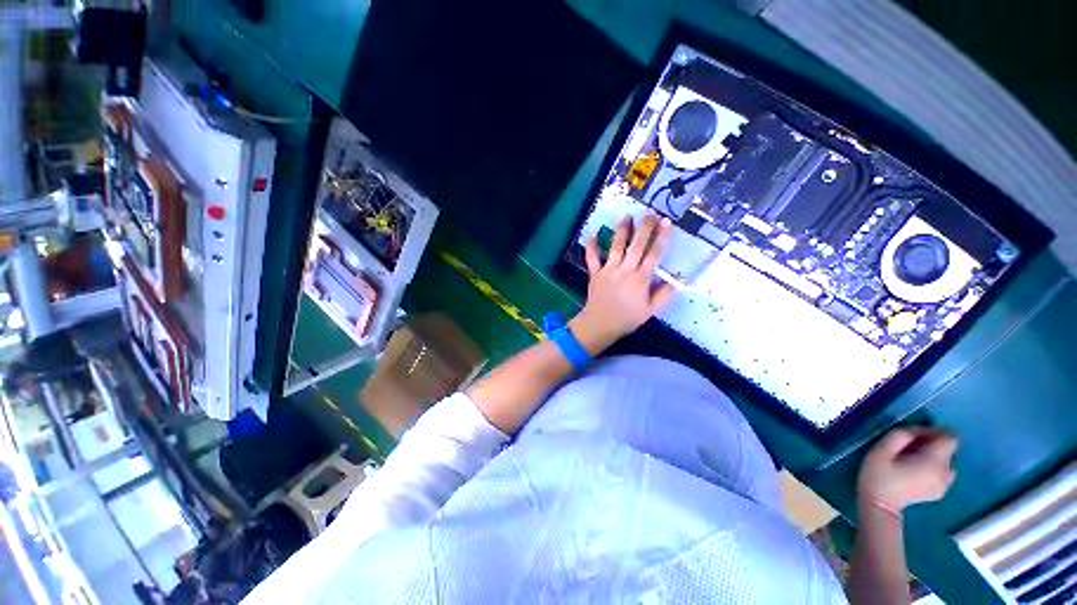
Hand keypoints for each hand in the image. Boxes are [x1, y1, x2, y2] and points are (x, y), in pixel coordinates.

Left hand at [569, 212, 674, 352]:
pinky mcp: (595, 272)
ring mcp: (608, 269)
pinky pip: (592, 257)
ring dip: (621, 230)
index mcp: (640, 279)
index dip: (661, 237)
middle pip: (636, 245)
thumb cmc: (626, 318)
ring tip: (626, 215)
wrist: (600, 324)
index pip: (653, 254)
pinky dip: (592, 246)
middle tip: (650, 211)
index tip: (666, 222)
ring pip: (615, 246)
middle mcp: (625, 270)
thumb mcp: (650, 311)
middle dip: (644, 227)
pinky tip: (593, 234)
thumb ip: (663, 295)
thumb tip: (676, 280)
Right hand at [858, 428, 957, 515]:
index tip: (915, 435)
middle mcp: (947, 473)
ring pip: (946, 460)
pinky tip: (914, 471)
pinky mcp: (942, 491)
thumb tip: (915, 430)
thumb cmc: (878, 476)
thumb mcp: (881, 450)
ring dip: (932, 455)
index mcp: (934, 463)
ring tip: (910, 460)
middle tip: (907, 447)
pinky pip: (943, 471)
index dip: (934, 432)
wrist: (880, 507)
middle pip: (948, 449)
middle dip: (930, 444)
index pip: (950, 438)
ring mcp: (946, 484)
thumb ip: (900, 435)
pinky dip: (932, 466)